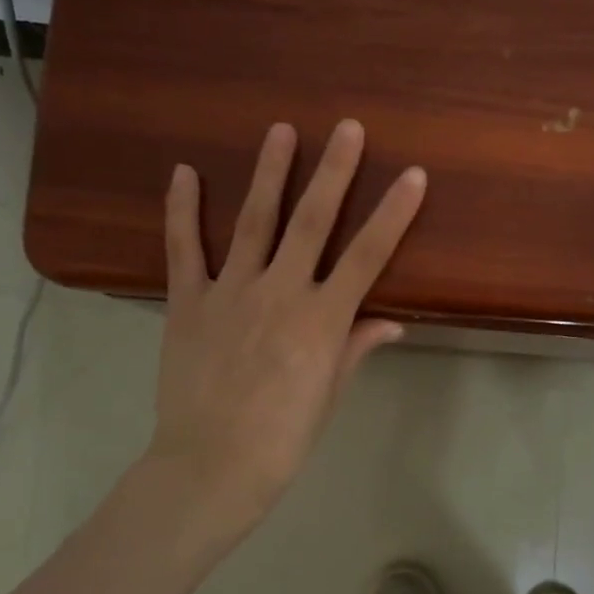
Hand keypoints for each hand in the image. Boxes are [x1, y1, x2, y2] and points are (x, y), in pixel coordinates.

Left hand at [145, 119, 425, 558]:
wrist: (210, 466)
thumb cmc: (283, 438)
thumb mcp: (329, 395)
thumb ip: (356, 348)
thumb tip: (392, 323)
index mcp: (322, 320)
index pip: (367, 256)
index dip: (393, 213)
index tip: (412, 175)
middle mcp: (280, 292)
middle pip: (313, 222)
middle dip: (333, 171)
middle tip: (346, 127)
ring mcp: (230, 292)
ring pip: (253, 221)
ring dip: (268, 173)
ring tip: (280, 130)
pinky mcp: (187, 302)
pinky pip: (184, 249)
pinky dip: (182, 210)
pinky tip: (183, 172)